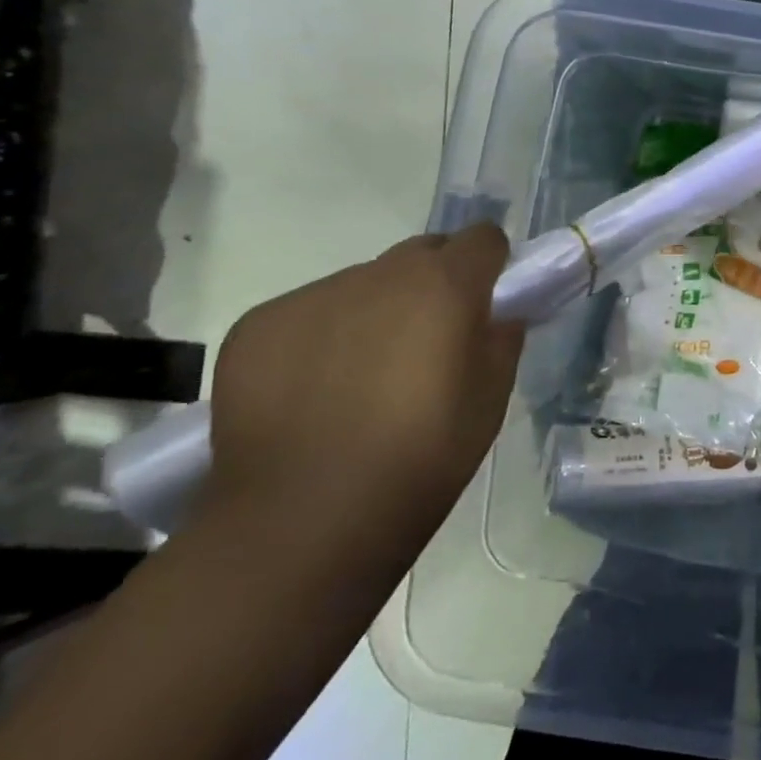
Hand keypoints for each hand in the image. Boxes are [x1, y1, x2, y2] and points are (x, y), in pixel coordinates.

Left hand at [204, 224, 524, 535]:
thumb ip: (502, 337)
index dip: (490, 265)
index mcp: (445, 284)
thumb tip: (496, 314)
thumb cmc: (421, 458)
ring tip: (360, 380)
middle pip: (420, 253)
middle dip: (433, 283)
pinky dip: (320, 338)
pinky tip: (311, 395)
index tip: (485, 302)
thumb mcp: (491, 398)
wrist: (303, 522)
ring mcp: (313, 296)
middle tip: (426, 343)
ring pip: (362, 284)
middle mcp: (380, 273)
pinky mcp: (258, 325)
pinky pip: (308, 314)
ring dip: (375, 312)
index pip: (483, 237)